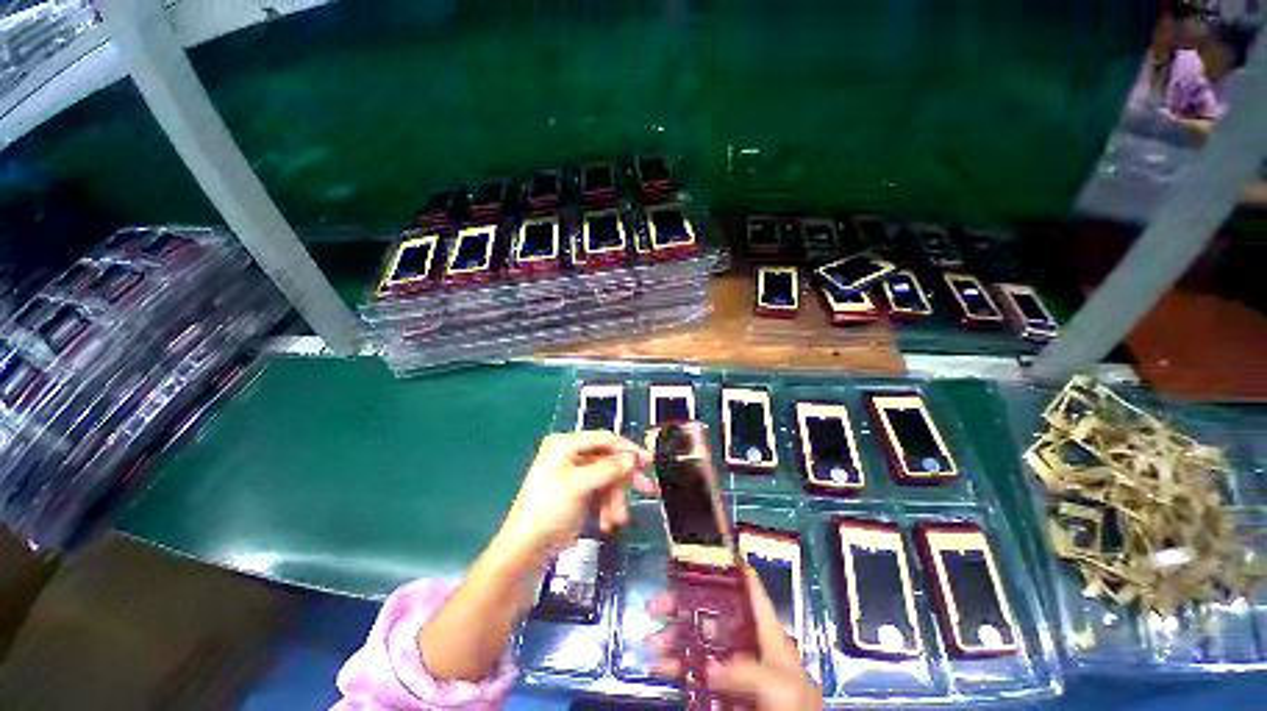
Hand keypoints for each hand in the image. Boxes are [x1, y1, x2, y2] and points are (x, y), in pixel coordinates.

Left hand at [500, 431, 655, 557]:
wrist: (526, 550)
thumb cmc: (549, 510)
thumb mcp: (580, 485)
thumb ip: (609, 469)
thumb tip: (633, 459)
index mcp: (565, 444)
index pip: (604, 439)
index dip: (628, 449)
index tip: (648, 461)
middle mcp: (570, 455)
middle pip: (608, 460)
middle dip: (625, 479)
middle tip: (648, 488)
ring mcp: (574, 474)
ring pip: (607, 479)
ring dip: (616, 499)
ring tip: (618, 519)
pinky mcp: (577, 492)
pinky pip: (601, 493)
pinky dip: (607, 506)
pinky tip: (608, 523)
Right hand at [646, 569, 821, 710]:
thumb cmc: (794, 708)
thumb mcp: (778, 685)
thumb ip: (746, 670)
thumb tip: (708, 668)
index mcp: (765, 633)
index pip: (748, 590)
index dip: (729, 568)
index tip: (702, 553)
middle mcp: (747, 645)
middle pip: (711, 614)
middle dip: (682, 607)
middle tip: (656, 605)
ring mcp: (734, 669)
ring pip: (698, 644)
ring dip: (673, 640)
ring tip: (650, 642)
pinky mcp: (723, 692)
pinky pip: (694, 675)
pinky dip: (675, 670)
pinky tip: (658, 668)